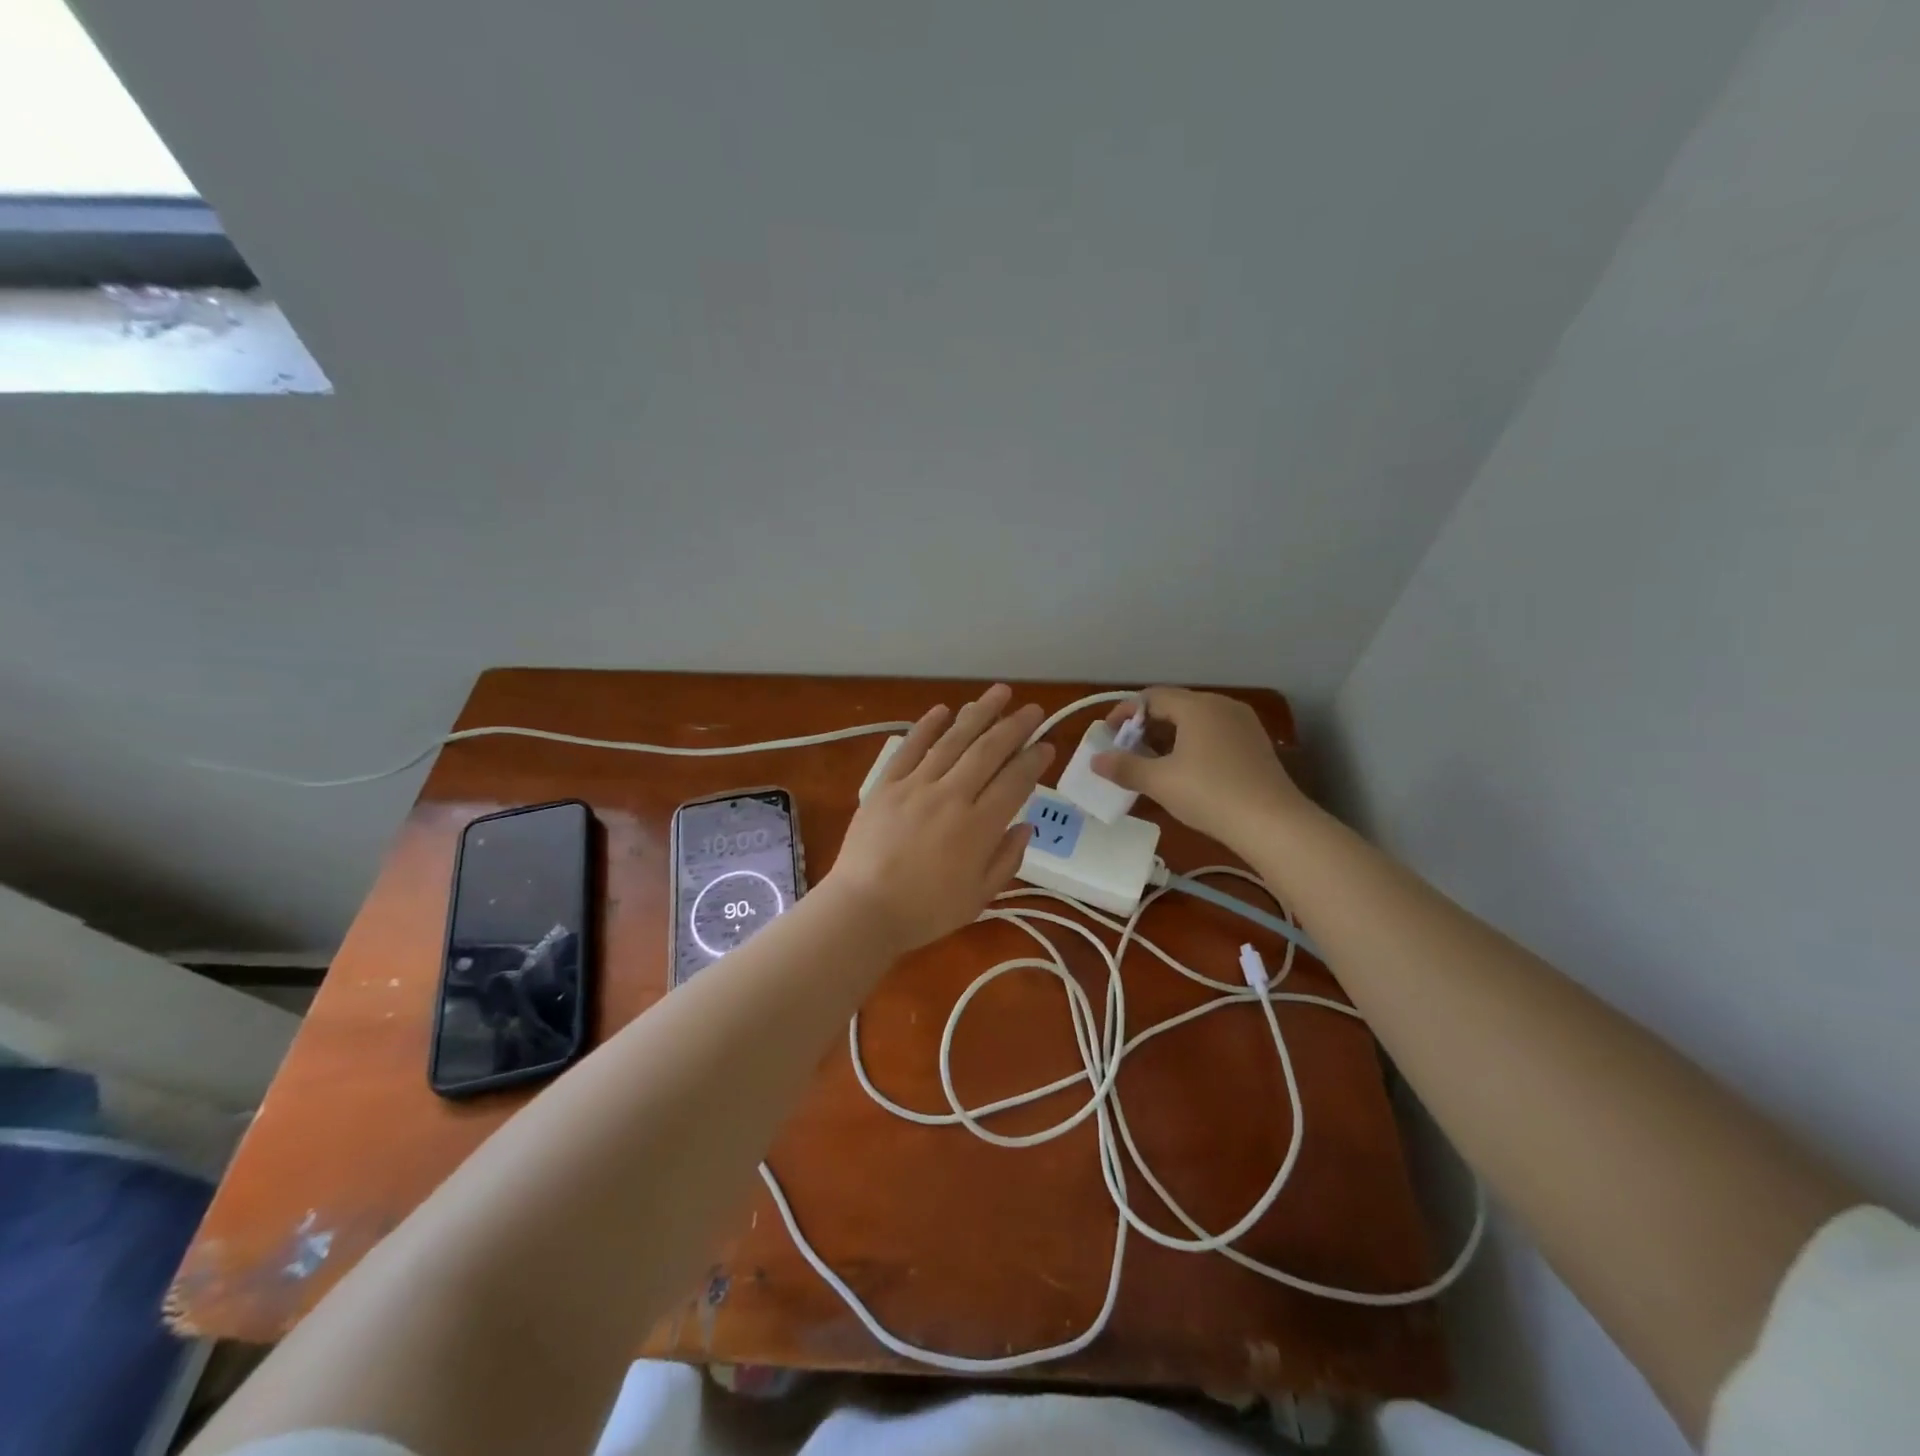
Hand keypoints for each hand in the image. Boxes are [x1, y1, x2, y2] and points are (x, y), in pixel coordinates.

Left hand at [822, 684, 1053, 955]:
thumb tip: (1025, 826)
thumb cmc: (925, 911)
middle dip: (1014, 726)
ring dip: (978, 713)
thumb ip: (1007, 859)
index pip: (1015, 782)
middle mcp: (951, 796)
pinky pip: (910, 748)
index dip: (1034, 761)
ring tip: (999, 693)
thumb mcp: (979, 898)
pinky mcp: (886, 784)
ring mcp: (916, 786)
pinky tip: (943, 709)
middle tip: (1033, 709)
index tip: (1047, 744)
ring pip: (953, 740)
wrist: (863, 909)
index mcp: (978, 827)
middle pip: (988, 751)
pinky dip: (927, 726)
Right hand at [1092, 686, 1309, 849]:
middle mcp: (1221, 706)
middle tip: (1127, 751)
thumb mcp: (1159, 782)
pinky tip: (1185, 771)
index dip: (1125, 713)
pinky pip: (1214, 734)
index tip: (1108, 735)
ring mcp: (1243, 724)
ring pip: (1195, 721)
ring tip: (1152, 763)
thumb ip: (1124, 767)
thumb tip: (1096, 760)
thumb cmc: (1209, 794)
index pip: (1151, 697)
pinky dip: (1192, 744)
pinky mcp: (1255, 744)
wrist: (1272, 823)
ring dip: (1169, 737)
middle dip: (1146, 726)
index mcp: (1196, 706)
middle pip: (1174, 706)